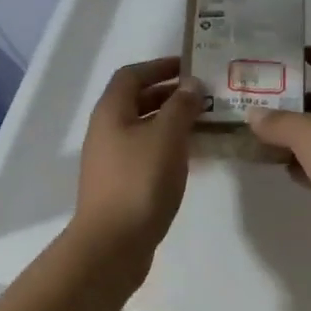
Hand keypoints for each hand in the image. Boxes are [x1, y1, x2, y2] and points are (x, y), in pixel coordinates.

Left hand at [72, 57, 203, 268]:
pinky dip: (167, 146)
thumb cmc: (140, 181)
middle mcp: (106, 130)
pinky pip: (146, 152)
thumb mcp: (166, 136)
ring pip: (143, 128)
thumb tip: (191, 83)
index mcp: (111, 111)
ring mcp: (111, 159)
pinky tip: (191, 156)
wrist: (112, 244)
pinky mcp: (121, 183)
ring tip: (204, 122)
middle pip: (137, 100)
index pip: (132, 75)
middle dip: (169, 94)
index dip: (159, 66)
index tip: (190, 67)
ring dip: (171, 121)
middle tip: (204, 95)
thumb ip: (181, 106)